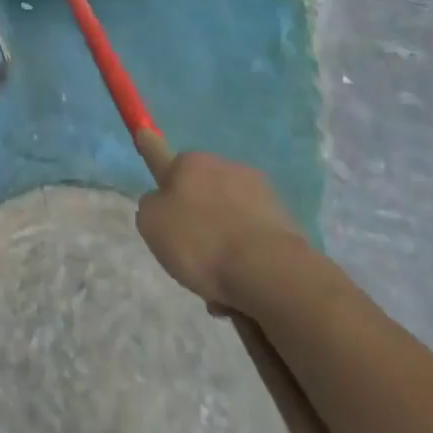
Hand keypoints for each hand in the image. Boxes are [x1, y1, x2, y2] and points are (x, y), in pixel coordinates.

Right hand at [136, 151, 308, 315]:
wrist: (268, 272)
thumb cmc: (200, 242)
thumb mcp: (151, 224)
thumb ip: (151, 206)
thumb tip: (163, 203)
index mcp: (190, 162)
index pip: (161, 151)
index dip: (153, 153)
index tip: (147, 144)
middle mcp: (225, 166)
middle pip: (200, 192)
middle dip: (196, 220)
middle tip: (189, 256)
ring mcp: (259, 192)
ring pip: (228, 217)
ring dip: (222, 243)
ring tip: (218, 285)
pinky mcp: (284, 221)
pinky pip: (253, 237)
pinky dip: (246, 258)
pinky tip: (242, 288)